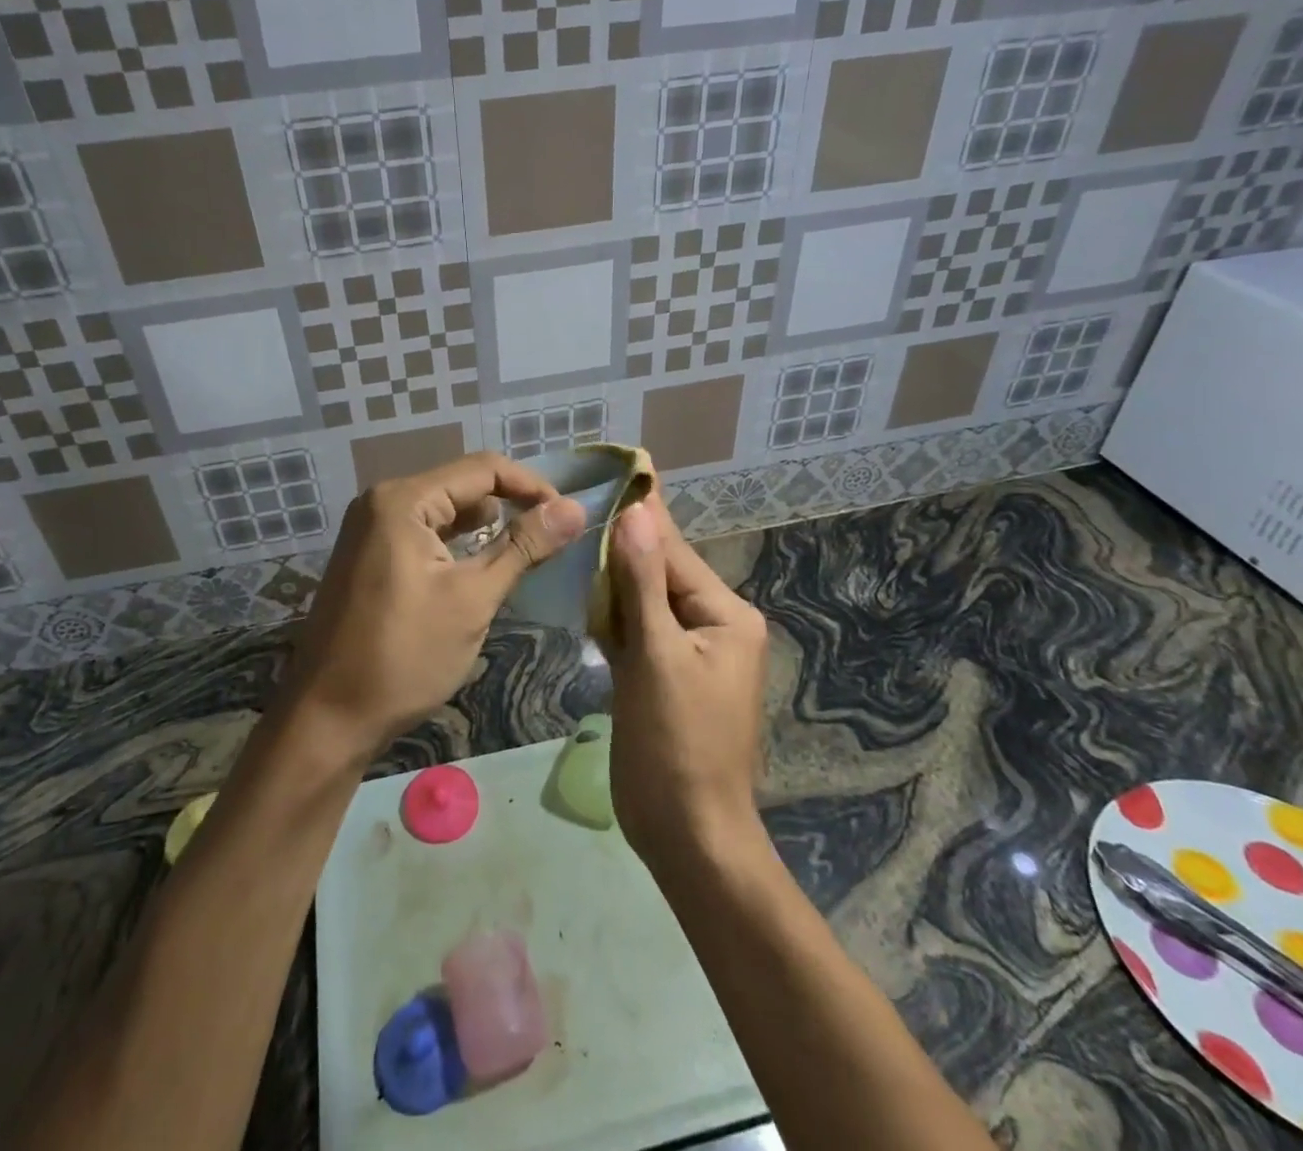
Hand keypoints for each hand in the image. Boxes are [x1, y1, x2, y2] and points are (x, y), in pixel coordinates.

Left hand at [282, 453, 586, 758]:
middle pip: (461, 484)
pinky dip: (456, 543)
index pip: (482, 469)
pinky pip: (423, 532)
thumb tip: (575, 508)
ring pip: (443, 510)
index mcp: (402, 500)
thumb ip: (524, 547)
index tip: (567, 515)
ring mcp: (369, 528)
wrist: (328, 717)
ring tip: (524, 551)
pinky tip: (480, 565)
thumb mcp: (473, 599)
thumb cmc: (405, 656)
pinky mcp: (368, 555)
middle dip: (509, 505)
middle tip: (550, 537)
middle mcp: (381, 501)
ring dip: (484, 526)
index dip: (531, 486)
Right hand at [603, 493, 769, 868]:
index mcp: (725, 615)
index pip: (672, 552)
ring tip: (578, 528)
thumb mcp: (658, 657)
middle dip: (622, 540)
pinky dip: (611, 612)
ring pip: (643, 600)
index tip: (616, 467)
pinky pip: (636, 629)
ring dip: (613, 574)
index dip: (640, 513)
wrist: (686, 833)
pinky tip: (584, 588)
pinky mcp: (662, 675)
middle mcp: (711, 625)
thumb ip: (644, 583)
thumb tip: (637, 511)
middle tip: (583, 496)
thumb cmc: (677, 744)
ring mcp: (686, 653)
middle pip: (658, 571)